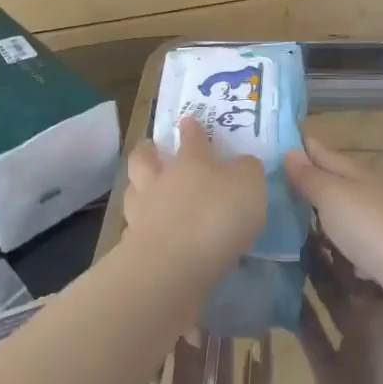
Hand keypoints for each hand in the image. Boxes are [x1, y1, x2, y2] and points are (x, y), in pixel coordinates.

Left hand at [123, 117, 265, 273]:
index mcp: (191, 161)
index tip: (187, 120)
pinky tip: (148, 232)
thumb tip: (241, 164)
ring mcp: (142, 212)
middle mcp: (161, 180)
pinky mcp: (134, 245)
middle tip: (151, 148)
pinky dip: (139, 227)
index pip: (191, 137)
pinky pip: (134, 228)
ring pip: (133, 190)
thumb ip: (247, 171)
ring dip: (138, 187)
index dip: (191, 128)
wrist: (174, 263)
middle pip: (145, 158)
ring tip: (144, 190)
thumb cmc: (217, 215)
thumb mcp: (249, 185)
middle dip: (147, 150)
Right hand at [283, 133, 382, 339]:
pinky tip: (336, 258)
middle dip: (314, 180)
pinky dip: (347, 249)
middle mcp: (375, 196)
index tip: (278, 141)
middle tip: (277, 181)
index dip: (304, 146)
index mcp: (360, 175)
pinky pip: (361, 249)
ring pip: (351, 216)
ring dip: (329, 216)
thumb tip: (290, 151)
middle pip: (340, 182)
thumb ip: (311, 177)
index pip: (326, 153)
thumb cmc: (373, 229)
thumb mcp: (334, 196)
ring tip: (298, 220)